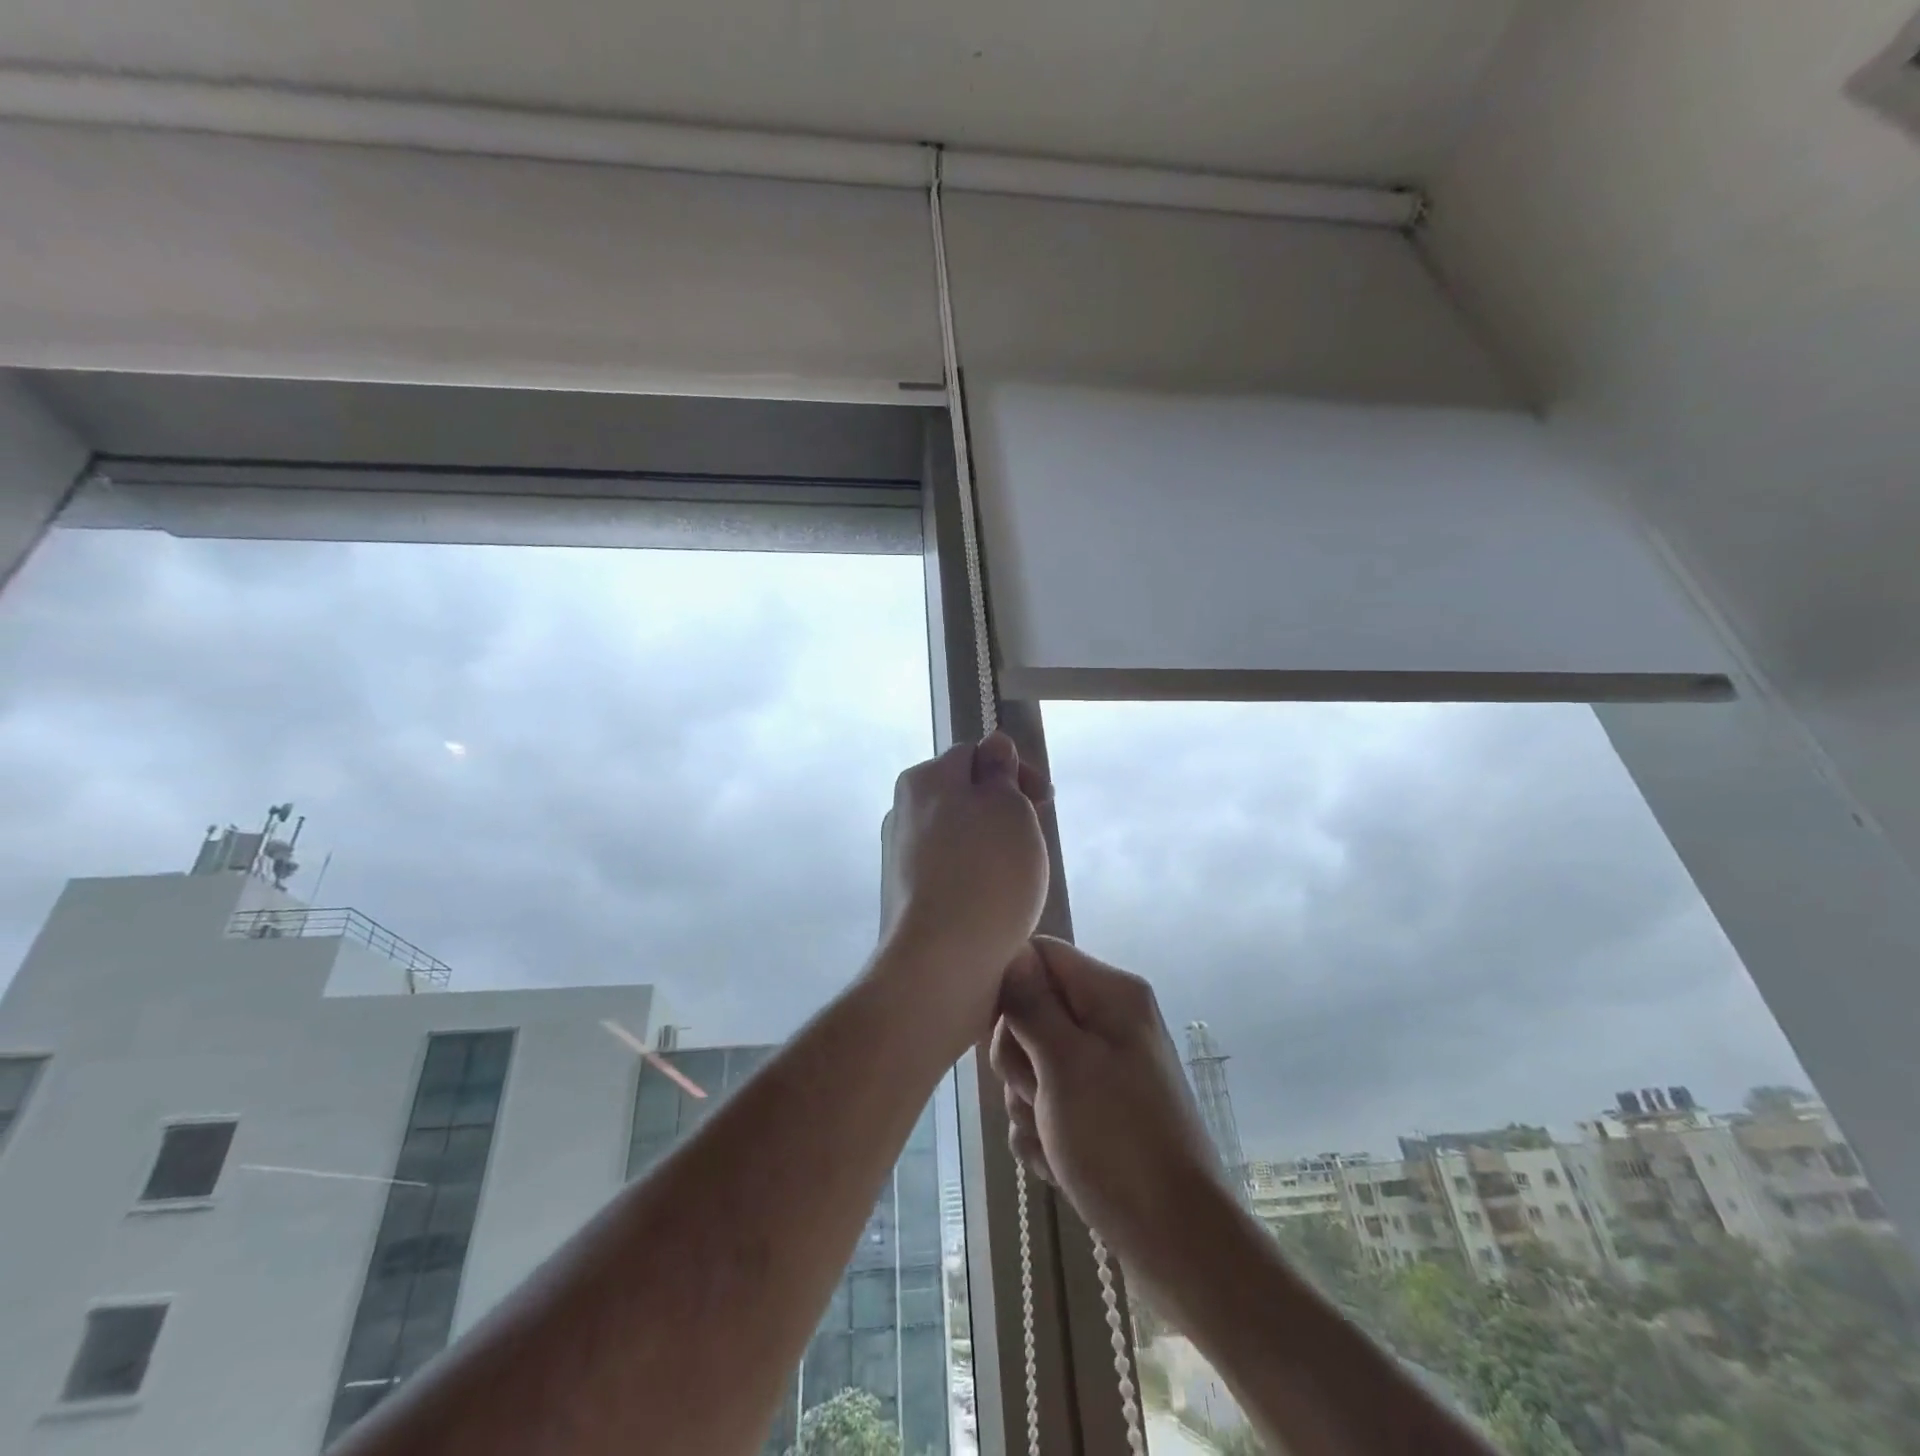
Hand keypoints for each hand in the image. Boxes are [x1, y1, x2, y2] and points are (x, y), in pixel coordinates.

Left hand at [877, 733, 1051, 1014]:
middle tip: (1031, 840)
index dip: (1014, 771)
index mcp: (924, 779)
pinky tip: (992, 906)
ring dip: (990, 848)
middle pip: (963, 796)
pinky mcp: (905, 899)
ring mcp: (899, 858)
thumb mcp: (1007, 806)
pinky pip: (949, 874)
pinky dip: (973, 880)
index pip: (974, 754)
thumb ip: (1000, 770)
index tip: (1044, 801)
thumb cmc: (986, 873)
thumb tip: (993, 746)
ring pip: (958, 837)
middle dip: (1003, 811)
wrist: (941, 962)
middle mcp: (903, 812)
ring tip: (1016, 879)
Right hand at [991, 938, 1230, 1288]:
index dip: (1010, 986)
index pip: (1039, 954)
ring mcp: (1102, 1069)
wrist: (1177, 1242)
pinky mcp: (1096, 1110)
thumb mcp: (1064, 1063)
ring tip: (1054, 1138)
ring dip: (1027, 1104)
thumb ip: (1030, 1002)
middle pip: (1029, 1011)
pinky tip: (1059, 1162)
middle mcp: (1108, 1021)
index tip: (1001, 1030)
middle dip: (1019, 1059)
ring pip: (1031, 1063)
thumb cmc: (1118, 1141)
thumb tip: (1010, 954)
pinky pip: (1046, 1103)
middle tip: (1038, 1094)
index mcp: (1110, 993)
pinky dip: (1042, 1133)